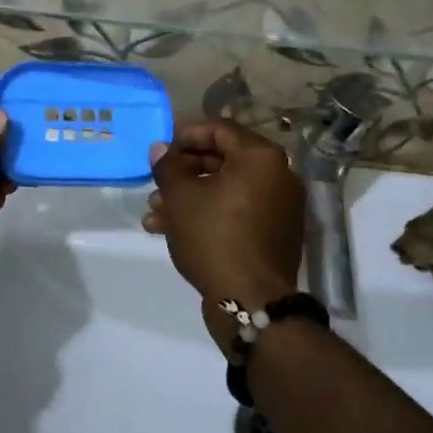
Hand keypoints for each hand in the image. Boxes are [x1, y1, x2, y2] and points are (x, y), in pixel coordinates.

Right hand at [144, 121, 304, 350]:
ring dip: (189, 196)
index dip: (186, 135)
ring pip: (225, 189)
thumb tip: (160, 148)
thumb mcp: (181, 197)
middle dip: (184, 171)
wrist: (251, 302)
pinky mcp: (273, 233)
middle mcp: (277, 175)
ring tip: (154, 212)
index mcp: (261, 157)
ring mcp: (278, 206)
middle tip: (155, 181)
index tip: (161, 149)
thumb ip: (168, 166)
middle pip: (223, 159)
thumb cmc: (214, 237)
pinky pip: (236, 211)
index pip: (219, 129)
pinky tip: (168, 230)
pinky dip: (207, 214)